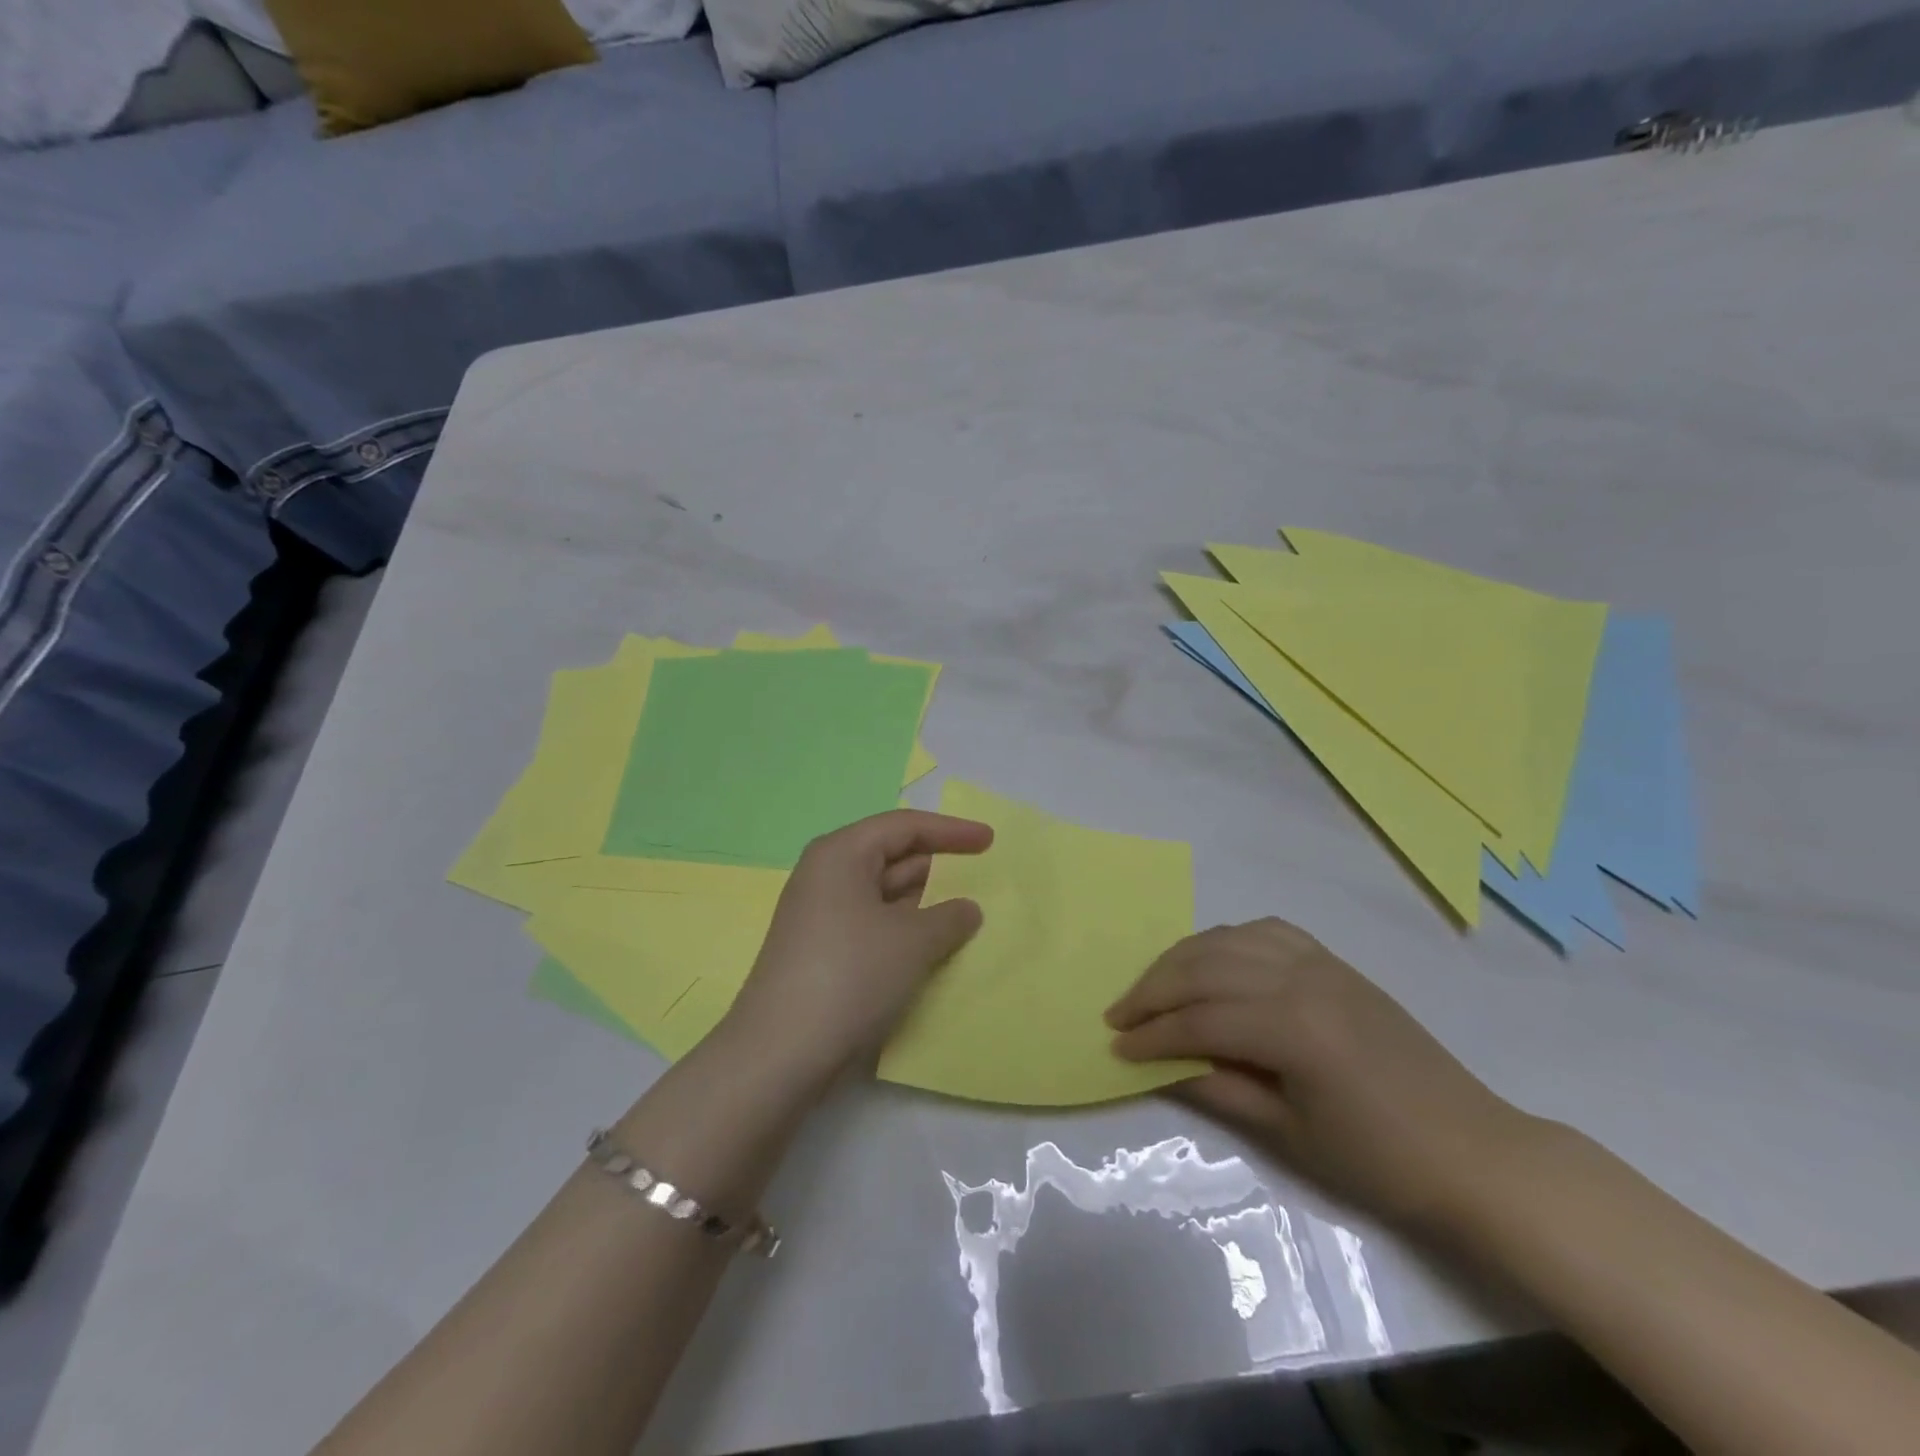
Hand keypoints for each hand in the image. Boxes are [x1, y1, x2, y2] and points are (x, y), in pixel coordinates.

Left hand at [722, 810, 992, 1095]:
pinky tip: (934, 946)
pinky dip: (906, 928)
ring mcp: (821, 915)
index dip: (951, 831)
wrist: (779, 1054)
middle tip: (984, 878)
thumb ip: (950, 917)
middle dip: (939, 866)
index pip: (904, 826)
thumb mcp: (913, 941)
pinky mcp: (821, 950)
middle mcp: (826, 875)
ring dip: (925, 902)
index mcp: (841, 854)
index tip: (990, 841)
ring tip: (969, 914)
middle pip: (892, 855)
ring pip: (883, 893)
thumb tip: (966, 909)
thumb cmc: (850, 975)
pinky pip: (874, 924)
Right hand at [1106, 918, 1537, 1234]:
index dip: (1153, 1035)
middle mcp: (1300, 978)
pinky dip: (1226, 939)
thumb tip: (1158, 1066)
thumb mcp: (1290, 1135)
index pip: (1200, 1020)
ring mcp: (1319, 962)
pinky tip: (1211, 958)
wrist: (1473, 1151)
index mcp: (1292, 1027)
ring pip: (1228, 940)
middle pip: (1204, 968)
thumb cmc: (1381, 1160)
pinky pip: (1265, 931)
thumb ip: (1218, 1089)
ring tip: (1152, 986)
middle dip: (1153, 989)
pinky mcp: (1333, 962)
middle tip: (1118, 1014)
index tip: (1116, 1048)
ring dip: (1181, 959)